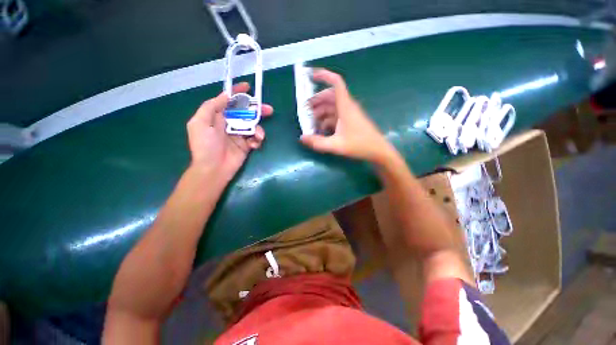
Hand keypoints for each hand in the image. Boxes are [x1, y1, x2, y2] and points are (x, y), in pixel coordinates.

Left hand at [186, 82, 272, 180]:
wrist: (213, 169)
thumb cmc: (205, 146)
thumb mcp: (200, 122)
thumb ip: (212, 107)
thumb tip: (226, 95)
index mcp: (217, 116)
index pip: (228, 101)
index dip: (237, 93)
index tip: (248, 87)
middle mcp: (229, 123)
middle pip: (245, 112)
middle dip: (257, 110)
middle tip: (268, 110)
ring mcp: (239, 135)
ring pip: (253, 125)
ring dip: (258, 128)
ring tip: (259, 136)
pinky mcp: (246, 145)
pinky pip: (255, 138)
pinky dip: (257, 139)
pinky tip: (254, 144)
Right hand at [300, 69, 392, 163]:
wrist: (378, 151)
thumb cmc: (360, 145)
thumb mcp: (336, 145)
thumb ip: (318, 142)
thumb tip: (302, 138)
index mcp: (345, 106)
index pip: (336, 83)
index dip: (324, 76)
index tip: (311, 76)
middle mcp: (347, 106)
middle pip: (330, 96)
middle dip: (316, 101)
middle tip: (305, 110)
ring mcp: (349, 114)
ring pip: (332, 106)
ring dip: (321, 111)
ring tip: (310, 121)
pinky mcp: (350, 121)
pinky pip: (336, 116)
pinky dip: (327, 119)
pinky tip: (321, 129)